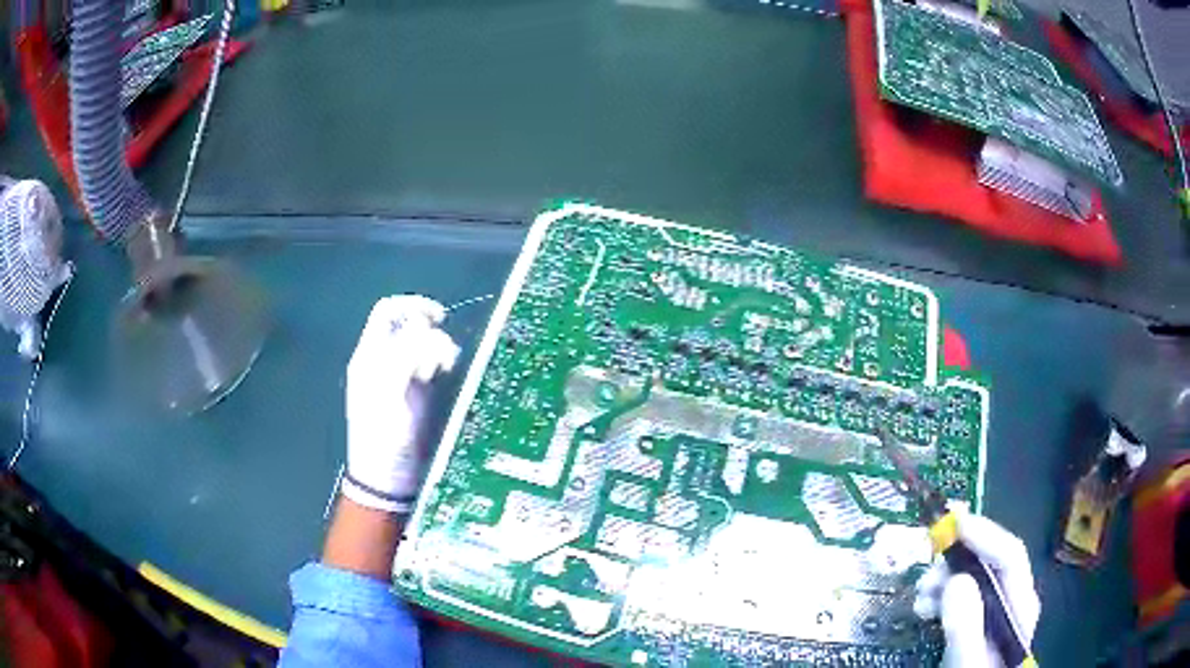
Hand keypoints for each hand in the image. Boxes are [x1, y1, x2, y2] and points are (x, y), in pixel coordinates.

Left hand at [341, 295, 459, 513]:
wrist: (389, 477)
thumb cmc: (382, 435)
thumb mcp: (387, 392)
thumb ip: (402, 355)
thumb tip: (425, 330)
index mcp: (370, 356)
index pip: (388, 312)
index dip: (412, 306)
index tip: (438, 318)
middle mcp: (387, 360)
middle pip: (412, 325)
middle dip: (431, 332)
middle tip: (439, 357)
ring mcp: (405, 376)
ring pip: (427, 344)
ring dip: (440, 349)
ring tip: (444, 369)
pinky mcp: (422, 393)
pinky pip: (435, 364)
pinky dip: (445, 363)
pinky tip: (447, 374)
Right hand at [913, 512, 1040, 667]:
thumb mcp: (969, 660)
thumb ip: (966, 625)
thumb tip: (956, 580)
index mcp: (1020, 605)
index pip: (1009, 556)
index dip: (984, 535)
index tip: (955, 523)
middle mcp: (1010, 601)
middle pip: (989, 564)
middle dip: (955, 563)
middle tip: (926, 576)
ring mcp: (993, 612)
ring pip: (972, 579)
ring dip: (943, 581)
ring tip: (921, 597)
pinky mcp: (976, 623)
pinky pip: (960, 598)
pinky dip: (940, 597)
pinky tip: (925, 608)